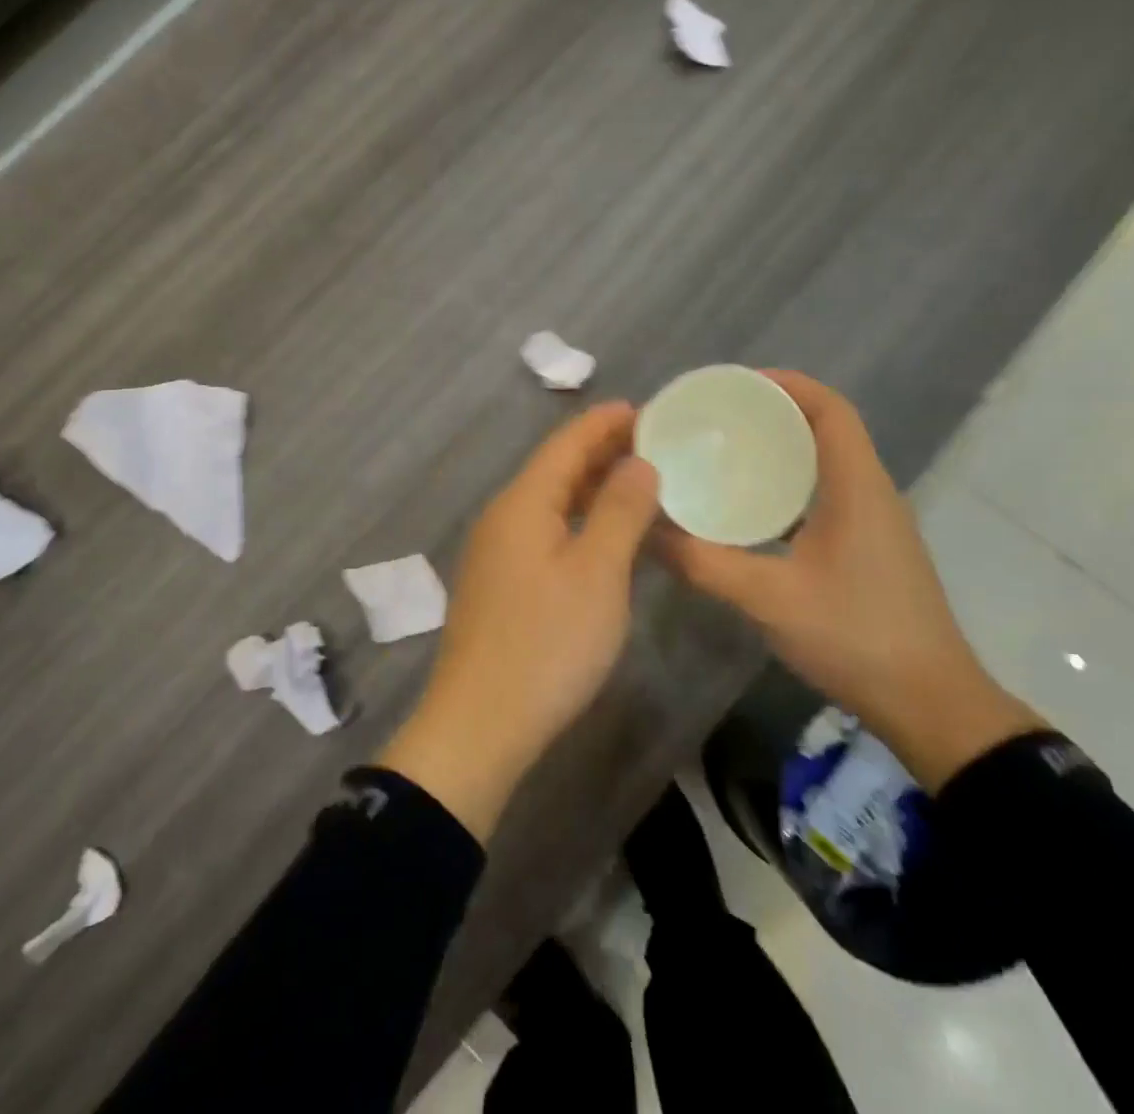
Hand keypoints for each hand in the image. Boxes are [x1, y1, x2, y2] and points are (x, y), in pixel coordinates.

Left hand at [378, 402, 661, 841]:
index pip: (566, 444)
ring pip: (548, 502)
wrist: (480, 724)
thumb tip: (638, 462)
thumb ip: (619, 511)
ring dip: (589, 487)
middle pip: (554, 469)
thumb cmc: (547, 643)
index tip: (646, 408)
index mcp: (522, 503)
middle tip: (653, 442)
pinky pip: (542, 531)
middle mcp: (502, 517)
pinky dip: (576, 520)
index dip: (604, 423)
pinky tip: (601, 534)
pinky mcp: (499, 584)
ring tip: (636, 481)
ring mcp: (495, 552)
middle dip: (600, 451)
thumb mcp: (597, 573)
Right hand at [657, 371, 1042, 790]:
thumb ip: (704, 562)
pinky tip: (750, 507)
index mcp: (857, 486)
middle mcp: (871, 491)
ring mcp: (875, 521)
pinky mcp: (870, 547)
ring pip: (825, 462)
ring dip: (781, 448)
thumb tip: (646, 530)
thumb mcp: (769, 598)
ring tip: (724, 452)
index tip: (733, 386)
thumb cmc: (856, 637)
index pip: (829, 409)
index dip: (786, 385)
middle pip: (825, 428)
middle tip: (714, 419)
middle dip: (771, 413)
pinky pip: (826, 493)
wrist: (931, 705)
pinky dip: (789, 484)